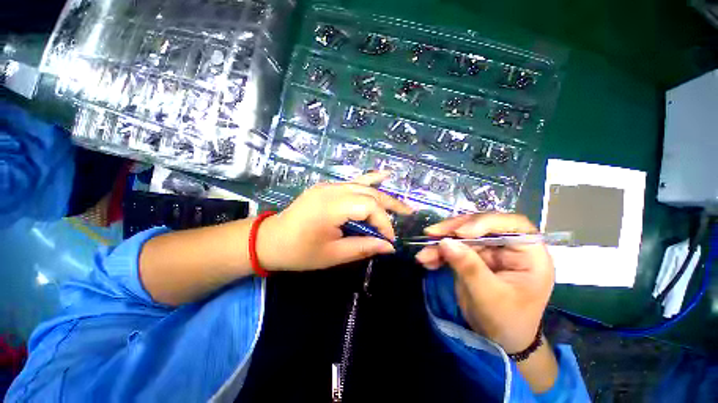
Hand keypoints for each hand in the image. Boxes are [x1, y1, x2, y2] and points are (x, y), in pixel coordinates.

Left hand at [257, 172, 412, 271]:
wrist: (270, 240)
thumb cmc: (299, 252)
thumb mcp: (333, 255)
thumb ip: (363, 248)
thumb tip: (389, 247)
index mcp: (331, 206)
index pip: (369, 208)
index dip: (384, 224)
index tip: (389, 240)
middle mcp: (332, 190)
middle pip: (370, 193)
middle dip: (391, 205)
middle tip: (409, 214)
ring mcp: (329, 185)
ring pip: (364, 186)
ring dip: (384, 195)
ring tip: (402, 204)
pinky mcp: (327, 187)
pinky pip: (353, 182)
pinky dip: (370, 180)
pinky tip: (383, 175)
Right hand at [415, 213, 553, 352]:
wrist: (498, 339)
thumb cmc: (507, 321)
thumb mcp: (489, 296)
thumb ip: (469, 267)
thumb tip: (445, 242)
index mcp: (529, 254)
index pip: (512, 224)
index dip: (485, 222)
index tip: (460, 232)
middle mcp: (508, 247)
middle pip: (479, 225)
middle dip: (452, 230)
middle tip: (431, 234)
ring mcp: (489, 250)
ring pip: (461, 236)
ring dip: (440, 243)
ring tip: (423, 255)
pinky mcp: (472, 256)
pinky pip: (453, 247)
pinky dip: (438, 253)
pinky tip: (427, 261)